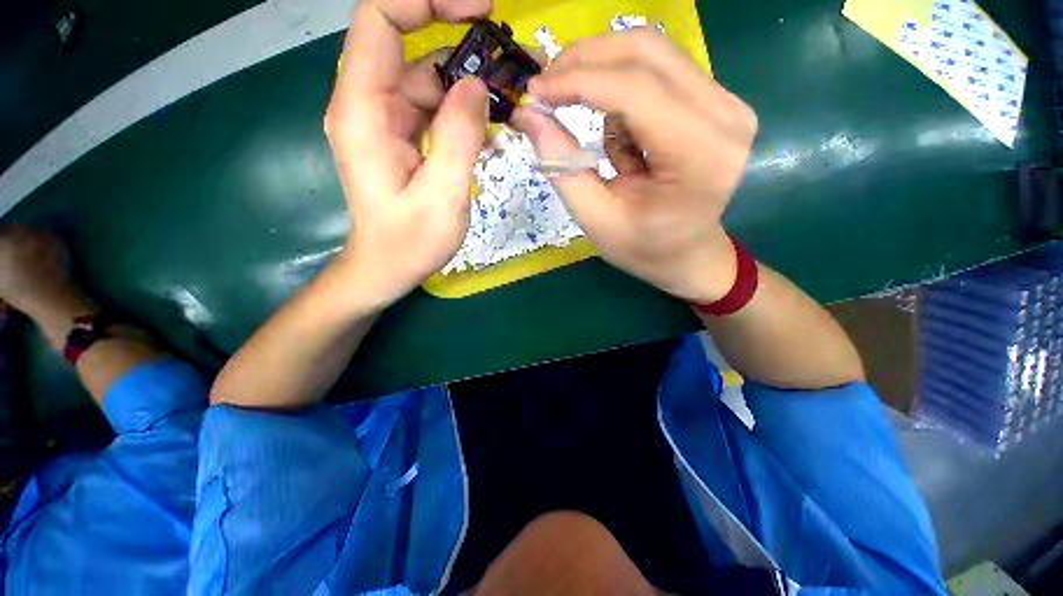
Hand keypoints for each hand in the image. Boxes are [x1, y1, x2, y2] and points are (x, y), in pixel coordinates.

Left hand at [325, 0, 489, 307]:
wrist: (387, 268)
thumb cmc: (409, 242)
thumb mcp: (442, 195)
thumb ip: (459, 137)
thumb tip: (477, 85)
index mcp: (364, 111)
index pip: (381, 20)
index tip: (480, 9)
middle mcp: (368, 104)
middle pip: (408, 44)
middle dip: (459, 40)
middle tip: (509, 57)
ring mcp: (385, 120)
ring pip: (426, 77)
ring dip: (467, 80)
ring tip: (509, 94)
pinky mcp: (402, 137)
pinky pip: (432, 107)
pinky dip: (461, 108)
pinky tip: (489, 123)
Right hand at [513, 29, 757, 302]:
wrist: (687, 254)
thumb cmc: (644, 248)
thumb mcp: (596, 219)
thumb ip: (562, 167)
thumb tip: (528, 115)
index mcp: (700, 157)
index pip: (635, 90)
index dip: (578, 81)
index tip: (534, 92)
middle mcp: (725, 116)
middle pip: (647, 51)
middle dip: (585, 61)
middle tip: (547, 89)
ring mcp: (727, 103)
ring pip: (651, 54)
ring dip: (605, 82)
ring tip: (603, 146)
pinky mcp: (718, 100)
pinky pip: (658, 72)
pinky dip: (625, 98)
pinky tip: (626, 143)